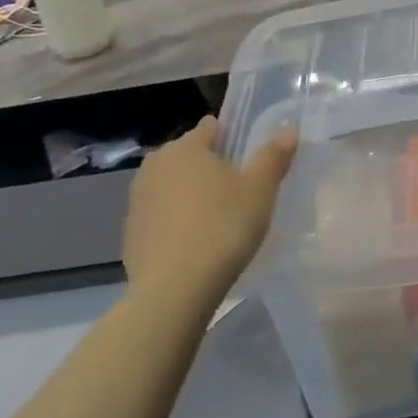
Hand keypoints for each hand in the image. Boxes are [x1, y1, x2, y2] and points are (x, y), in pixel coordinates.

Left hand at [121, 118, 296, 309]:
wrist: (174, 289)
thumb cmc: (222, 228)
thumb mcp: (260, 190)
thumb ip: (273, 156)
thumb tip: (287, 130)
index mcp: (186, 147)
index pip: (210, 127)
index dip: (230, 137)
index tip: (247, 157)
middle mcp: (155, 165)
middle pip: (188, 156)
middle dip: (209, 166)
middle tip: (238, 191)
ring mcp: (137, 199)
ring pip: (171, 186)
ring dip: (190, 194)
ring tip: (217, 219)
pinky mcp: (130, 232)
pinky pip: (159, 215)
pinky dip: (175, 221)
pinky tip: (194, 243)